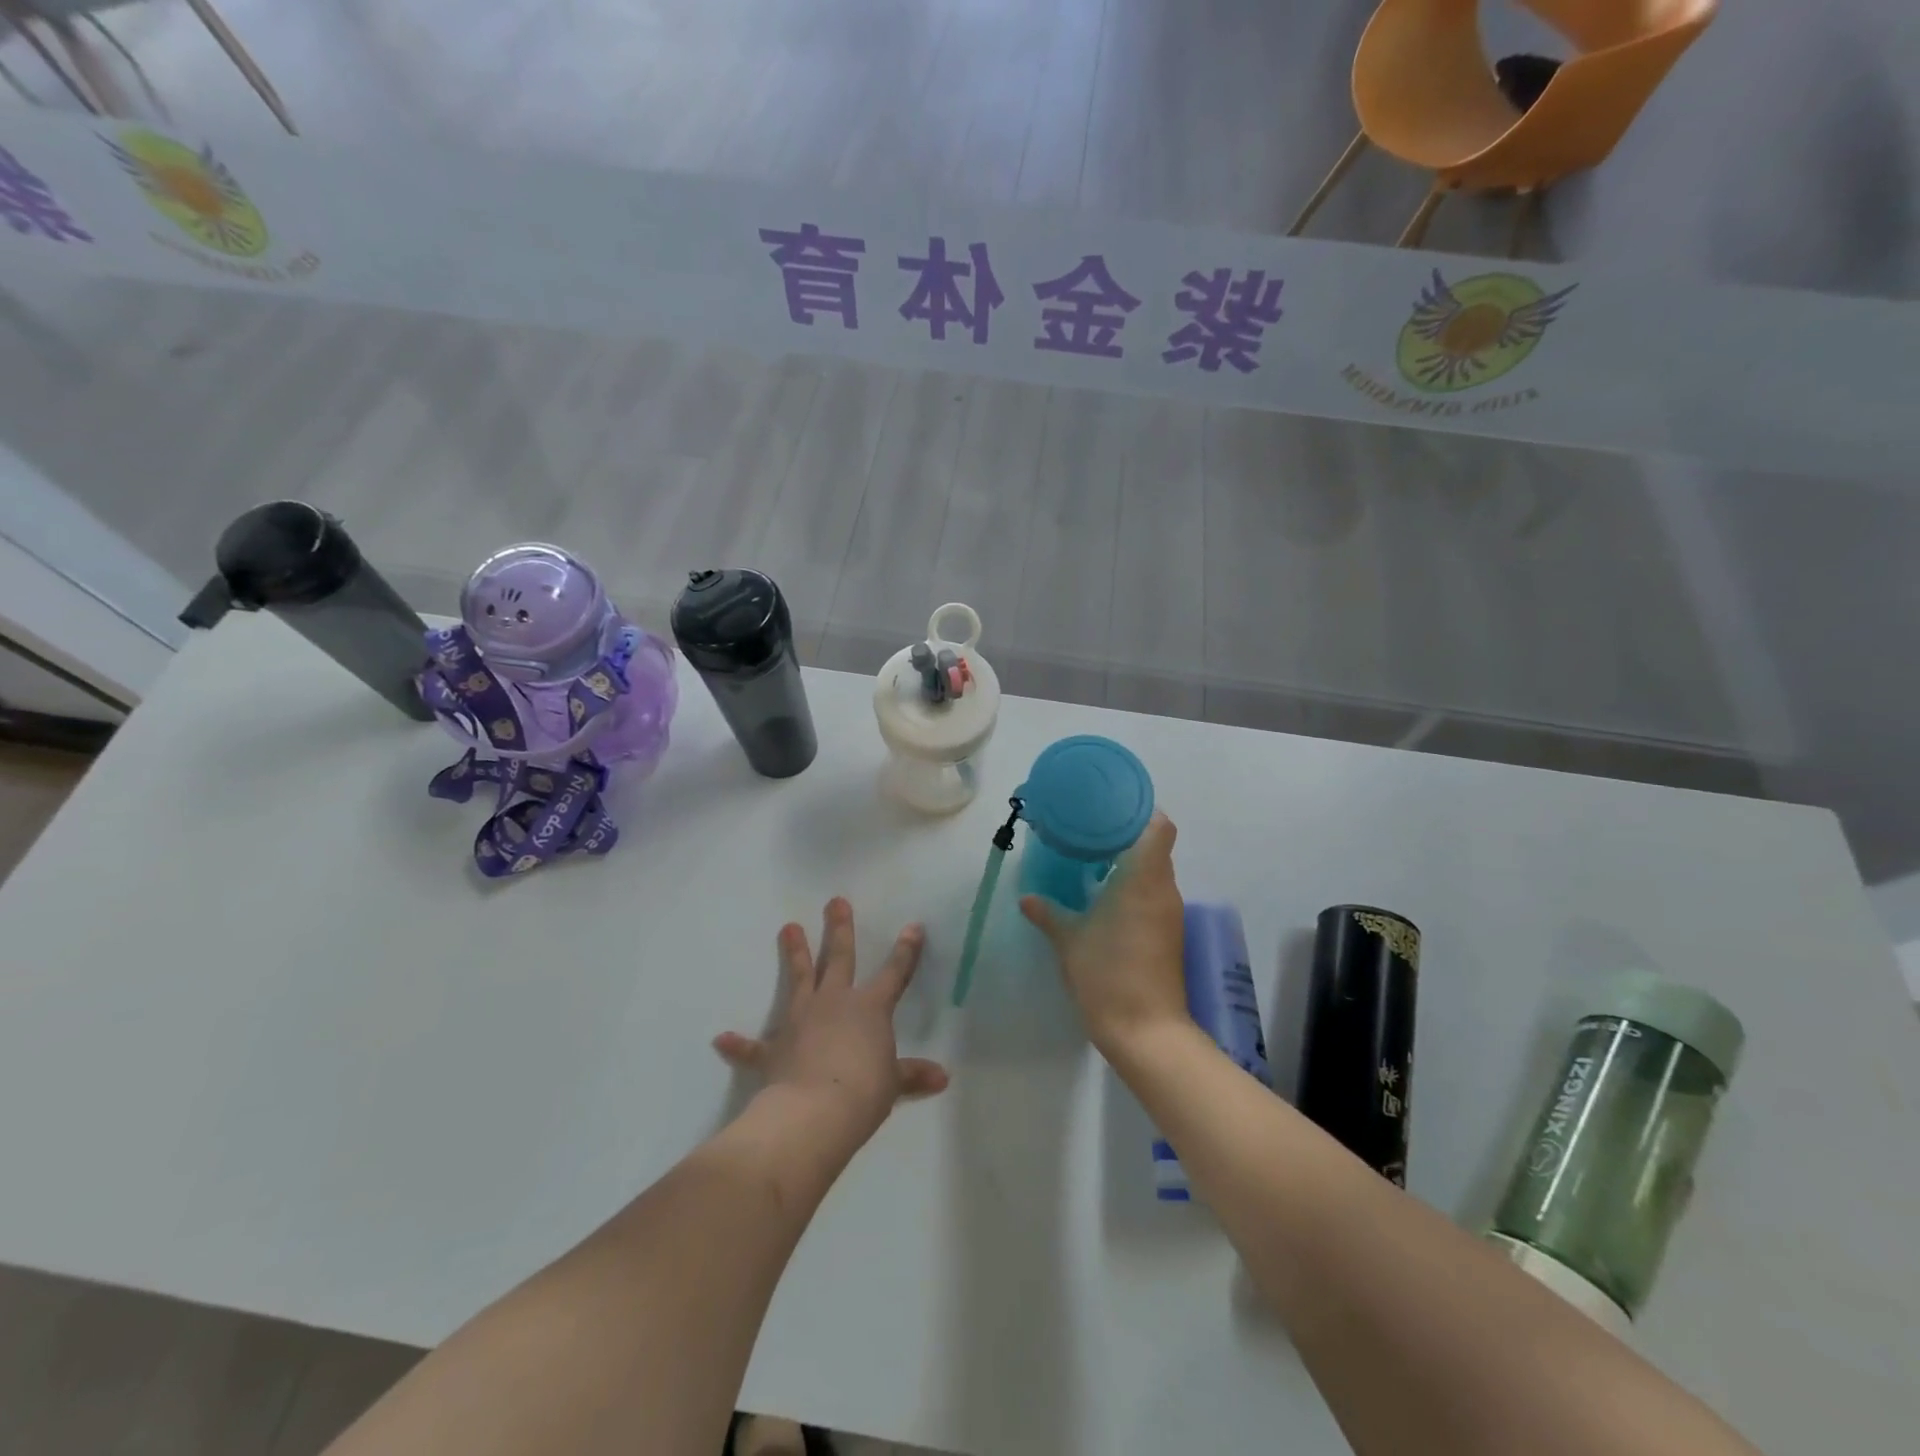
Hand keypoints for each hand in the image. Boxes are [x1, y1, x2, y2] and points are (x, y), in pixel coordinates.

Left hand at [714, 898, 948, 1145]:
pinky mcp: (774, 1048)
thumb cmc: (863, 1092)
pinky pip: (753, 1046)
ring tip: (789, 927)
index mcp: (870, 1008)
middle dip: (839, 928)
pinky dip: (738, 1044)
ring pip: (799, 979)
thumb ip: (912, 1075)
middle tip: (835, 901)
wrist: (815, 1112)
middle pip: (839, 958)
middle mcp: (835, 1003)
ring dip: (795, 953)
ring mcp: (801, 1020)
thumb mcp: (892, 1083)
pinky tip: (721, 1039)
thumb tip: (943, 1077)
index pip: (894, 973)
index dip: (906, 951)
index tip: (913, 926)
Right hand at [1021, 811, 1188, 1056]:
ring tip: (1094, 861)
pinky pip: (1154, 895)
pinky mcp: (1169, 935)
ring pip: (1155, 873)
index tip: (1111, 809)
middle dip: (1127, 836)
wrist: (1146, 1031)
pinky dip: (1135, 888)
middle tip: (1090, 832)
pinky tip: (1106, 898)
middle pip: (1156, 847)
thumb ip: (1048, 913)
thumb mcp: (1069, 940)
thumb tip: (1027, 897)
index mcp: (1143, 879)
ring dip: (1130, 863)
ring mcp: (1169, 914)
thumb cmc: (1107, 974)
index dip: (1141, 811)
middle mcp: (1164, 890)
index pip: (1159, 827)